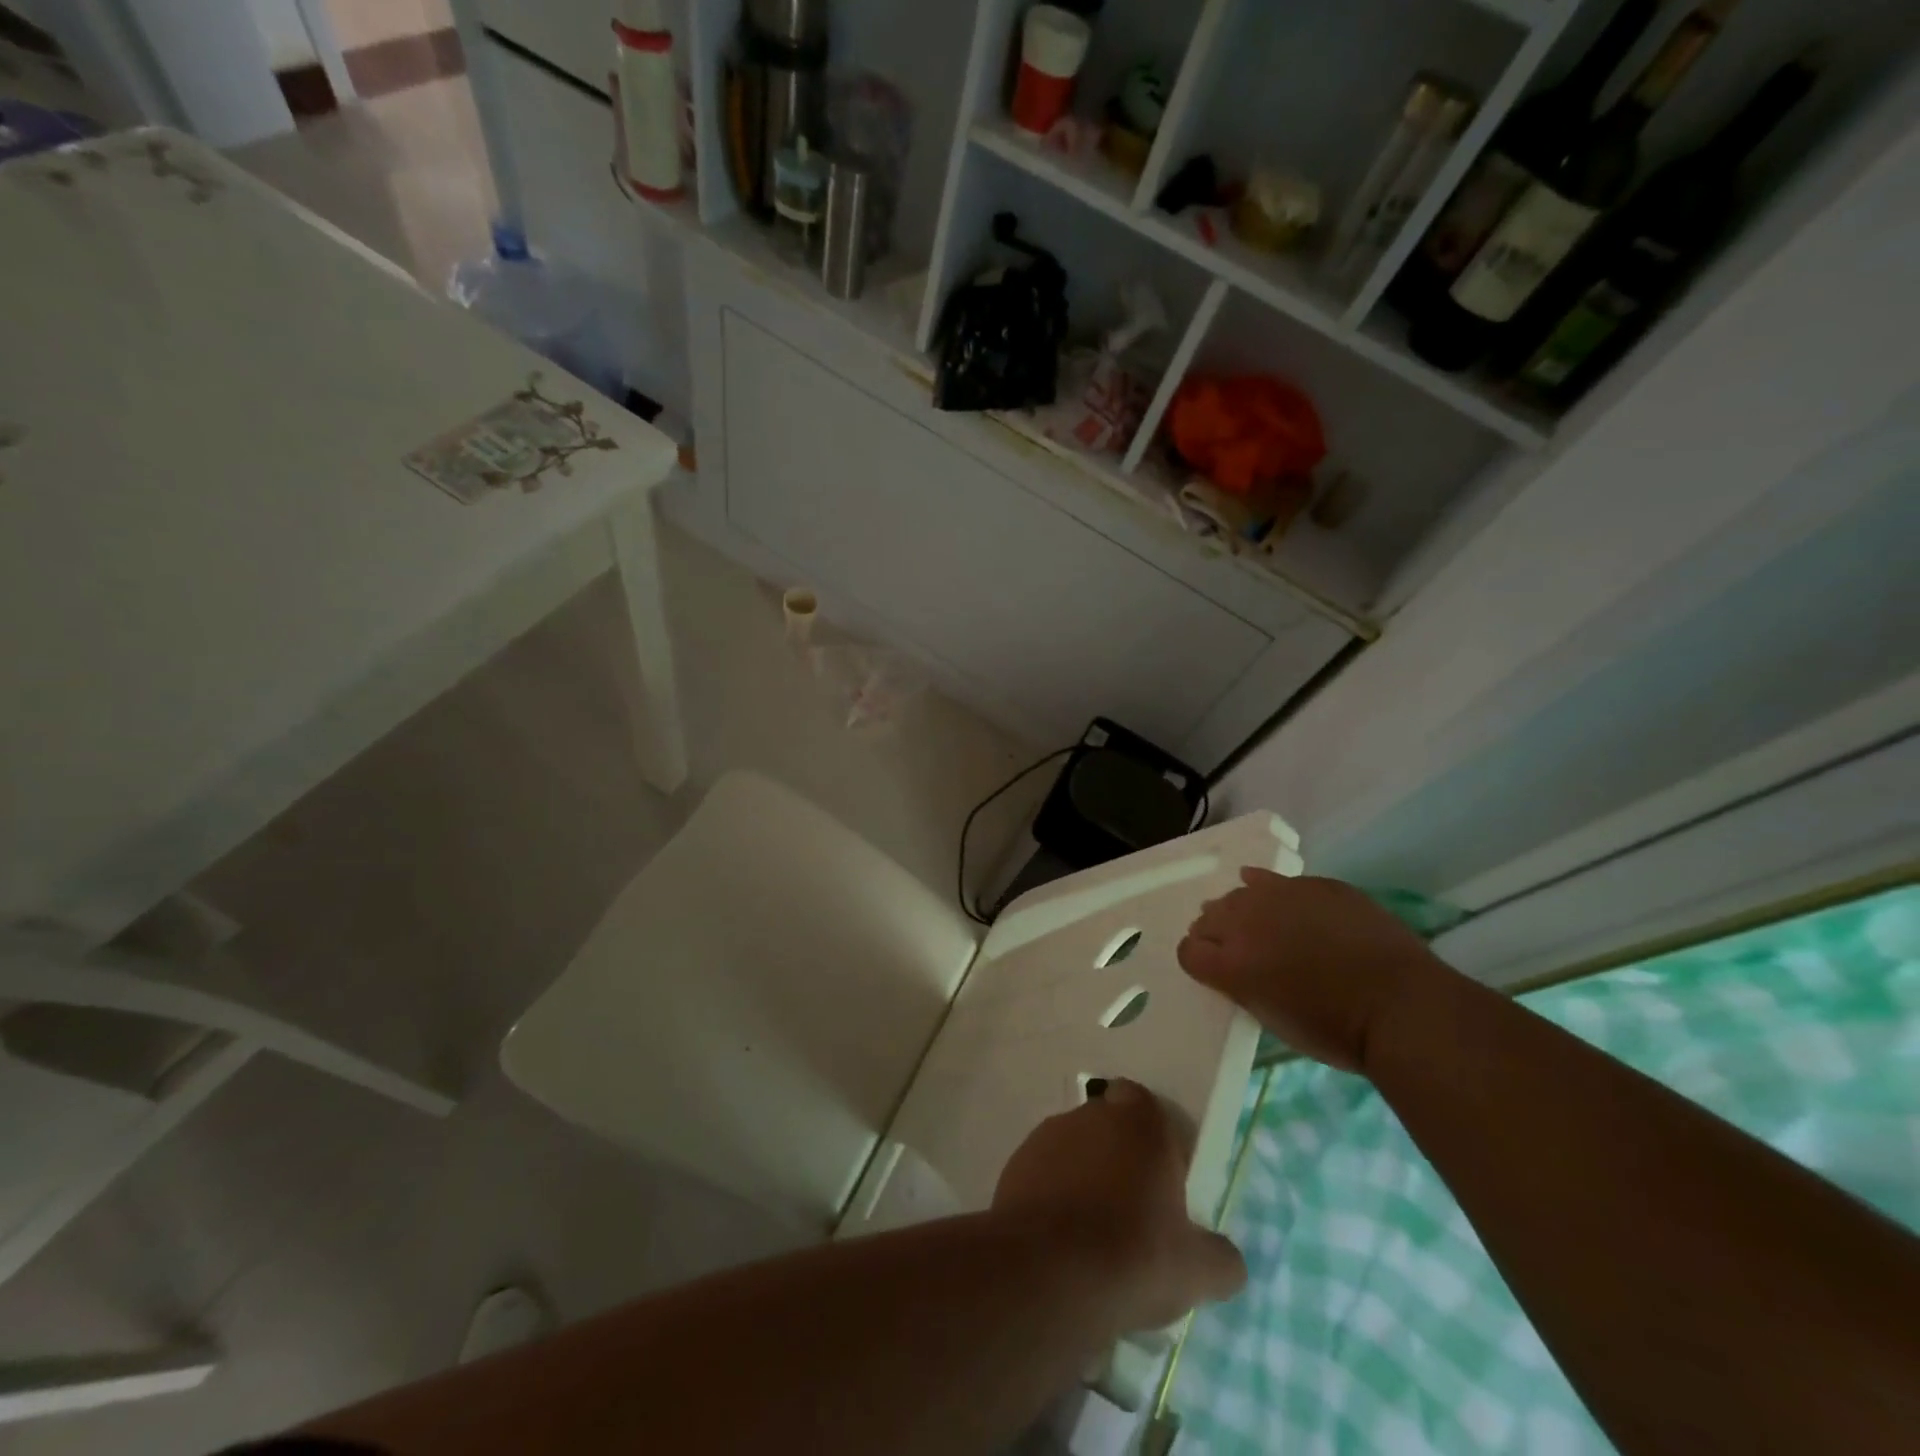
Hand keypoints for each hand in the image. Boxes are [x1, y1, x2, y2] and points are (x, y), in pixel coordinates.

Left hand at [994, 1080, 1245, 1332]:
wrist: (1050, 1273)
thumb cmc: (1135, 1255)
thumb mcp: (1198, 1270)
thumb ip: (1220, 1258)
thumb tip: (1227, 1259)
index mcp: (1138, 1122)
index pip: (1140, 1100)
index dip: (1150, 1131)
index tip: (1159, 1172)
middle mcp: (1089, 1115)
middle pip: (1106, 1126)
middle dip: (1117, 1158)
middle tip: (1132, 1211)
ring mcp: (1046, 1137)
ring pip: (1072, 1150)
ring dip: (1082, 1177)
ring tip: (1093, 1235)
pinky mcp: (1014, 1166)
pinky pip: (1041, 1176)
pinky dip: (1051, 1198)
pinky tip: (1061, 1244)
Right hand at [1178, 870, 1444, 1073]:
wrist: (1400, 1006)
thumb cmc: (1334, 1030)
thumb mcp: (1271, 1018)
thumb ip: (1241, 986)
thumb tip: (1233, 967)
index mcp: (1230, 964)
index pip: (1188, 951)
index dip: (1198, 960)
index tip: (1213, 971)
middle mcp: (1244, 922)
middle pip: (1208, 916)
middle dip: (1216, 932)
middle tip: (1238, 951)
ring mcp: (1280, 896)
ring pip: (1239, 893)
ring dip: (1242, 909)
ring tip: (1260, 924)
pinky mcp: (1314, 884)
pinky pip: (1276, 879)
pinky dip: (1268, 888)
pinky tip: (1274, 895)